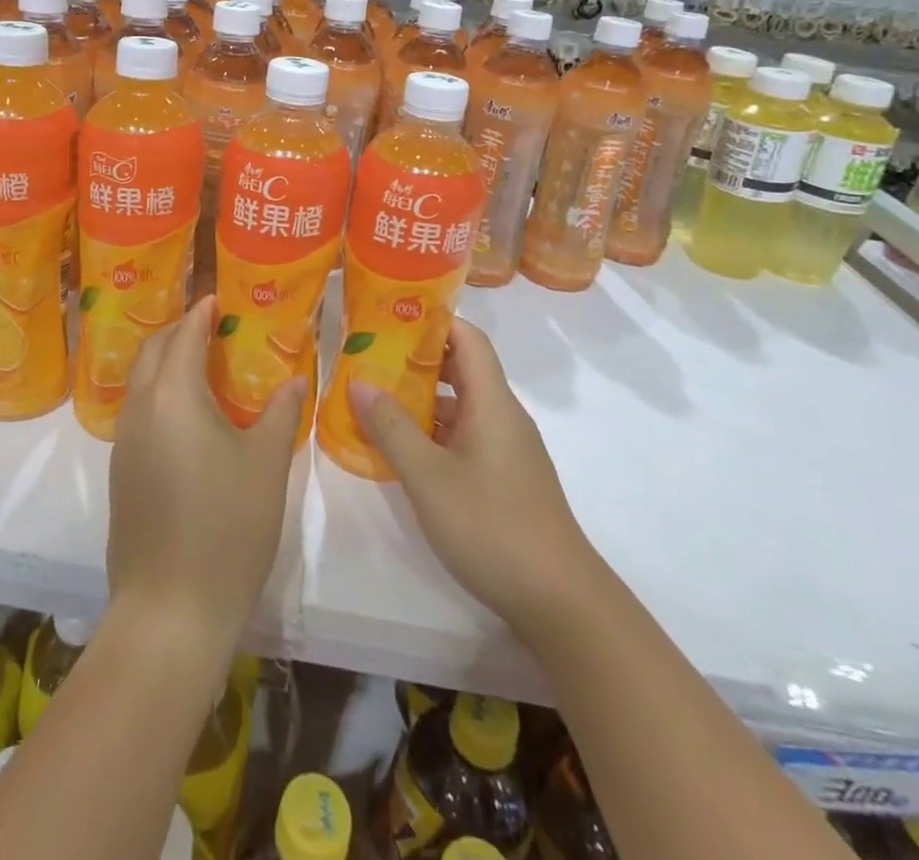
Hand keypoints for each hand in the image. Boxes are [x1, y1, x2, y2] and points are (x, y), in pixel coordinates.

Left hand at [106, 297, 305, 653]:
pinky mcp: (120, 473)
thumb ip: (282, 413)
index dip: (201, 312)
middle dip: (178, 331)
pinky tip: (188, 418)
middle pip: (152, 350)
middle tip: (211, 327)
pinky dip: (159, 396)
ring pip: (140, 382)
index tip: (218, 298)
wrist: (170, 609)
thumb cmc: (227, 527)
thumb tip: (295, 379)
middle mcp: (140, 408)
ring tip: (202, 367)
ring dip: (165, 363)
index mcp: (173, 395)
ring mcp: (124, 442)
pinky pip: (138, 413)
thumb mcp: (266, 465)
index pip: (184, 335)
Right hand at [352, 318, 598, 641]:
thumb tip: (358, 381)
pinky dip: (432, 431)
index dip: (432, 320)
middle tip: (369, 356)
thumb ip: (392, 427)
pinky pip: (464, 435)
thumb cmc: (492, 527)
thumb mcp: (429, 477)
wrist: (560, 602)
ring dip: (421, 398)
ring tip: (374, 398)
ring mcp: (506, 449)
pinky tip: (401, 448)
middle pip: (462, 368)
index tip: (390, 316)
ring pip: (461, 405)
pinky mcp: (504, 477)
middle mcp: (503, 416)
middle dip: (416, 359)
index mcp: (492, 402)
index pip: (468, 338)